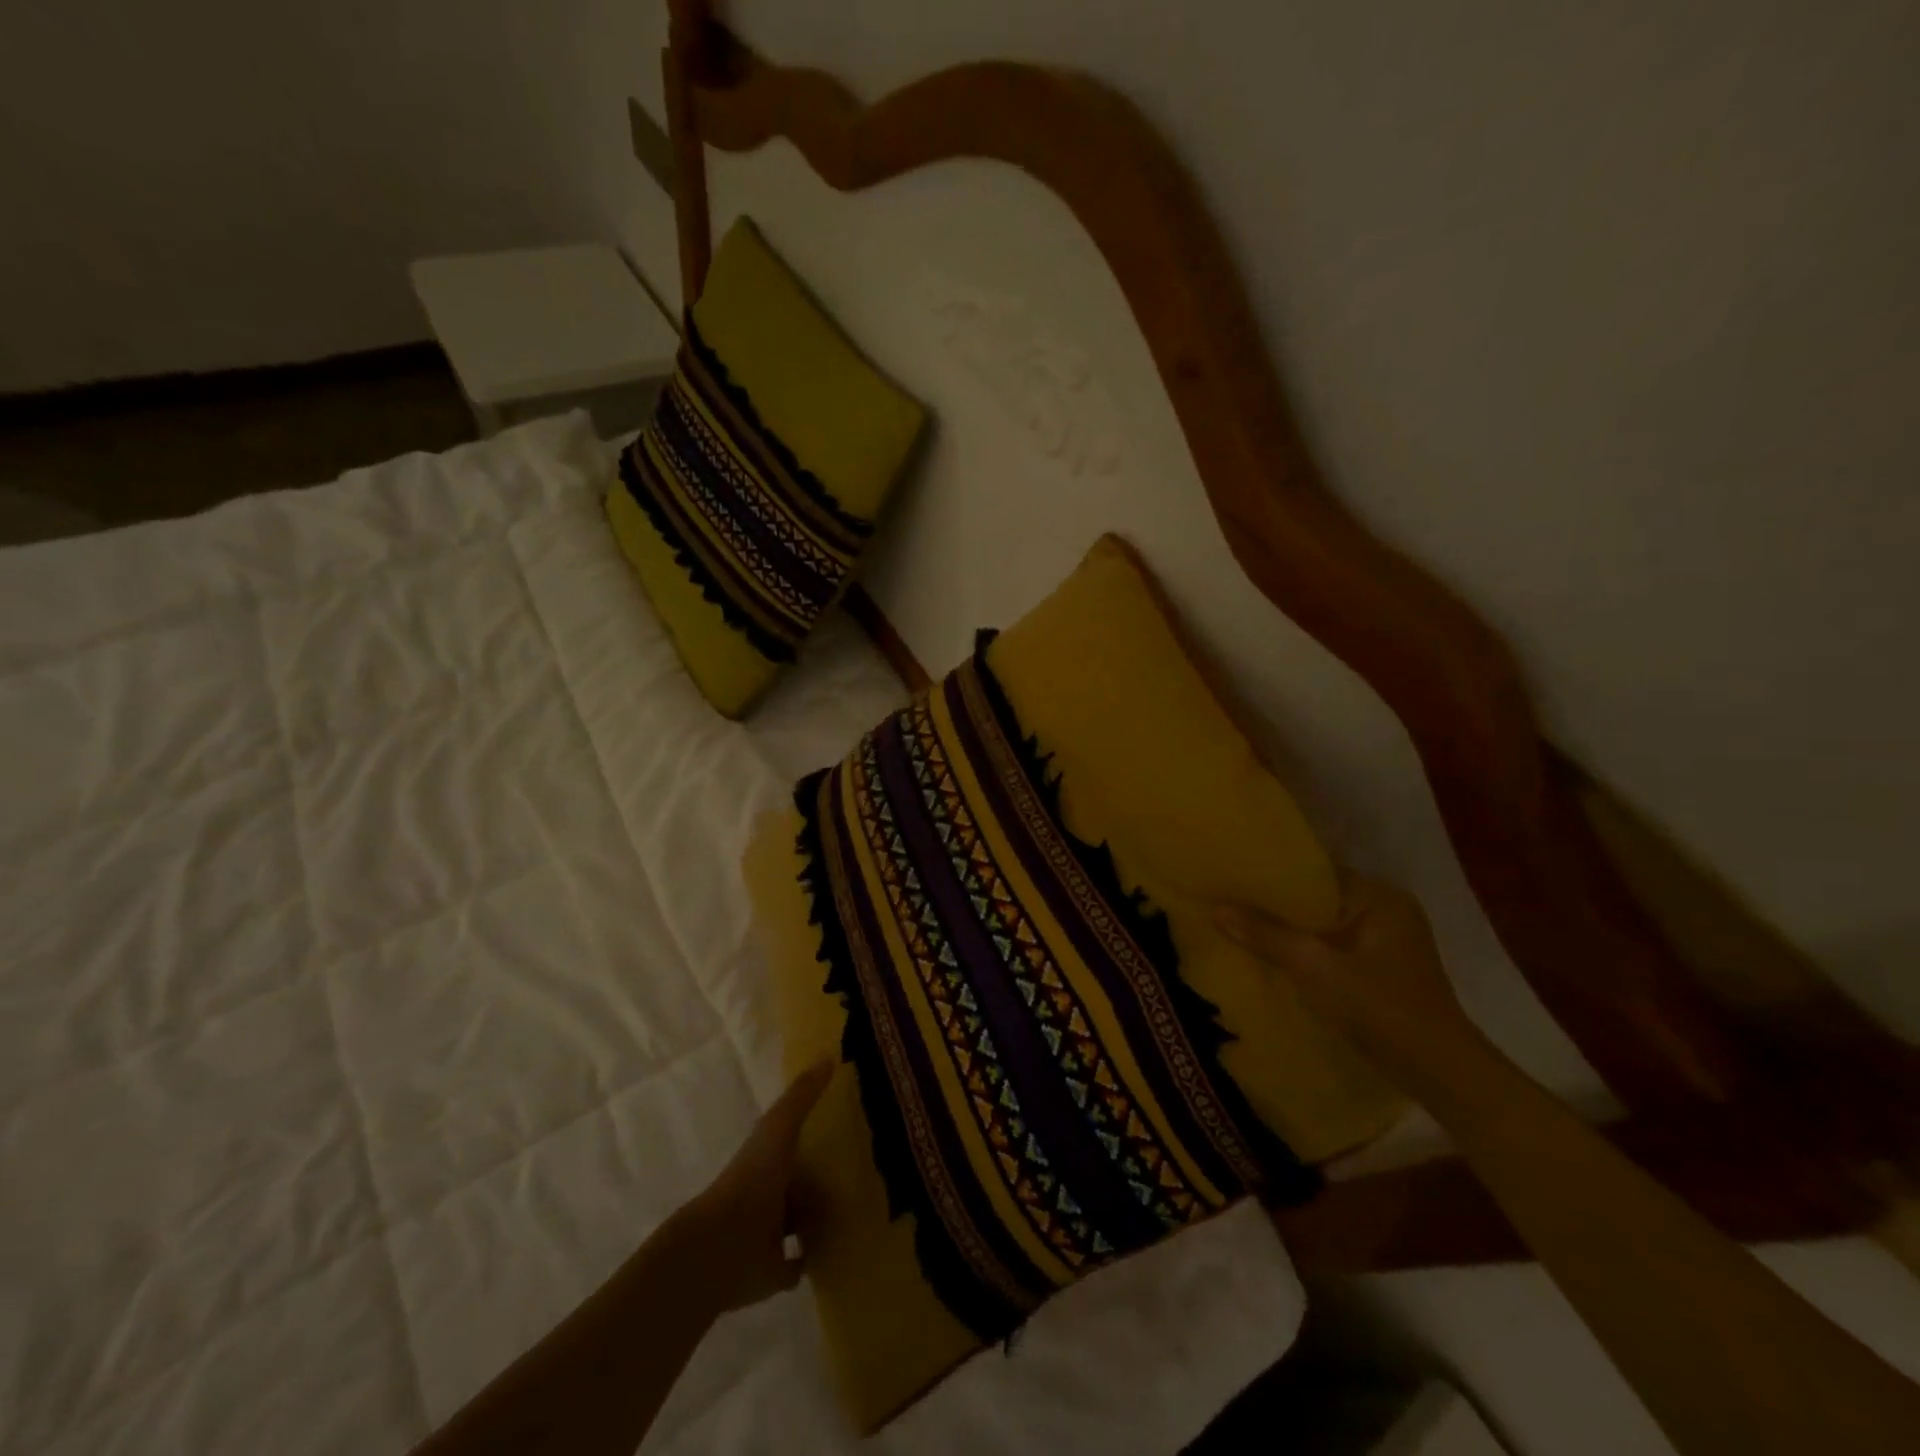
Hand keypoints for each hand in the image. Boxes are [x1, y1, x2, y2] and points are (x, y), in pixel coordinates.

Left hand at [666, 1063, 833, 1316]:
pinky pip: (798, 1263)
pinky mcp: (774, 1271)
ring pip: (800, 1220)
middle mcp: (769, 1192)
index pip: (795, 1140)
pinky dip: (811, 1258)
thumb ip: (801, 1095)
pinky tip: (835, 1252)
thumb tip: (829, 1055)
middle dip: (821, 1177)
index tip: (847, 1125)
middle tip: (862, 1170)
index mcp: (769, 1158)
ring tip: (856, 1209)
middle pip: (800, 1180)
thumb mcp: (779, 1128)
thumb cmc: (751, 1181)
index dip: (816, 1132)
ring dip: (819, 1217)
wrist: (719, 1248)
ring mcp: (770, 1234)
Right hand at [1214, 873, 1485, 1084]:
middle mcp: (1386, 911)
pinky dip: (1304, 951)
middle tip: (1227, 898)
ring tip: (1239, 923)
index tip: (1233, 875)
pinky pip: (1332, 948)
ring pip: (1323, 926)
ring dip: (1288, 930)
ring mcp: (1386, 943)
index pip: (1316, 872)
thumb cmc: (1381, 1009)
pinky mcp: (1380, 971)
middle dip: (1276, 904)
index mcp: (1380, 897)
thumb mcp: (1314, 967)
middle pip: (1318, 899)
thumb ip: (1265, 935)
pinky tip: (1270, 956)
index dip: (1274, 874)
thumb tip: (1216, 908)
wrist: (1441, 1075)